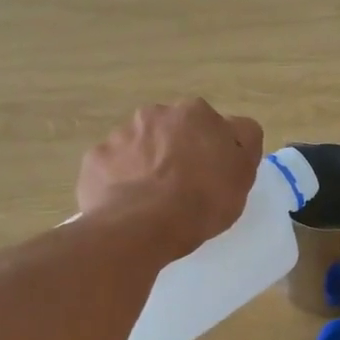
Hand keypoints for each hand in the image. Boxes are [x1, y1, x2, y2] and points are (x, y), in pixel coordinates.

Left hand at [78, 100, 263, 259]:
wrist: (142, 226)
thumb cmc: (202, 200)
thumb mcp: (243, 173)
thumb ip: (244, 142)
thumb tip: (237, 129)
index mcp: (195, 113)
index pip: (212, 125)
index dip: (214, 150)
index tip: (214, 175)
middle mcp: (155, 114)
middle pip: (171, 131)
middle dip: (176, 151)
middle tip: (183, 188)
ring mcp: (120, 134)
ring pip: (139, 147)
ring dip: (146, 165)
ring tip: (153, 201)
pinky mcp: (95, 159)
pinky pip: (112, 168)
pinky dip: (119, 182)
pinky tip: (128, 206)